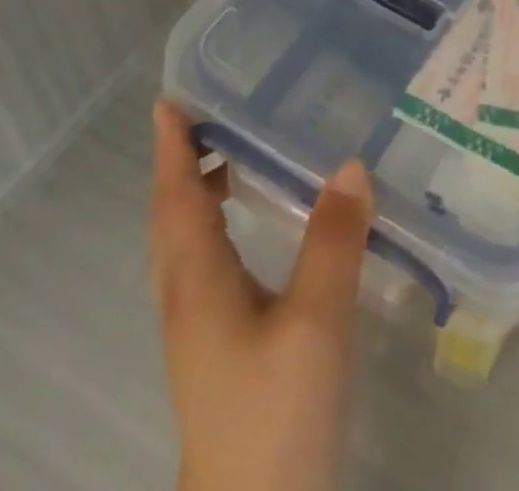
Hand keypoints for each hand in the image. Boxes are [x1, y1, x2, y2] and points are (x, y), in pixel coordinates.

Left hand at [149, 101, 372, 490]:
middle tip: (211, 116)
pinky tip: (255, 228)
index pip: (176, 200)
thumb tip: (350, 164)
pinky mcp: (221, 350)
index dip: (171, 150)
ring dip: (198, 195)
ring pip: (187, 245)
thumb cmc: (276, 416)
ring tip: (233, 156)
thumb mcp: (316, 323)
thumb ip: (333, 242)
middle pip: (172, 220)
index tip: (167, 101)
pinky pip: (208, 265)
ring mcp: (201, 331)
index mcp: (197, 284)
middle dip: (182, 165)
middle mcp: (188, 300)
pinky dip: (218, 227)